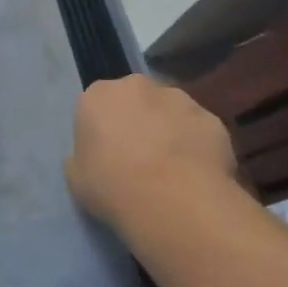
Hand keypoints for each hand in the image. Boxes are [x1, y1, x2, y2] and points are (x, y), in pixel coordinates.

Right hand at [66, 75, 253, 242]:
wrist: (173, 201)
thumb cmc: (112, 187)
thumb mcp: (76, 178)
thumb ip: (82, 158)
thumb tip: (95, 157)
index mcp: (97, 95)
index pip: (96, 105)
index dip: (103, 130)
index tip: (107, 155)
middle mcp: (137, 86)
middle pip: (135, 100)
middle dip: (138, 121)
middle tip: (139, 159)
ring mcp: (178, 99)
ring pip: (170, 111)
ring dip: (169, 130)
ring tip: (172, 170)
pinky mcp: (211, 118)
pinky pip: (198, 130)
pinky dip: (197, 146)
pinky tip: (197, 176)